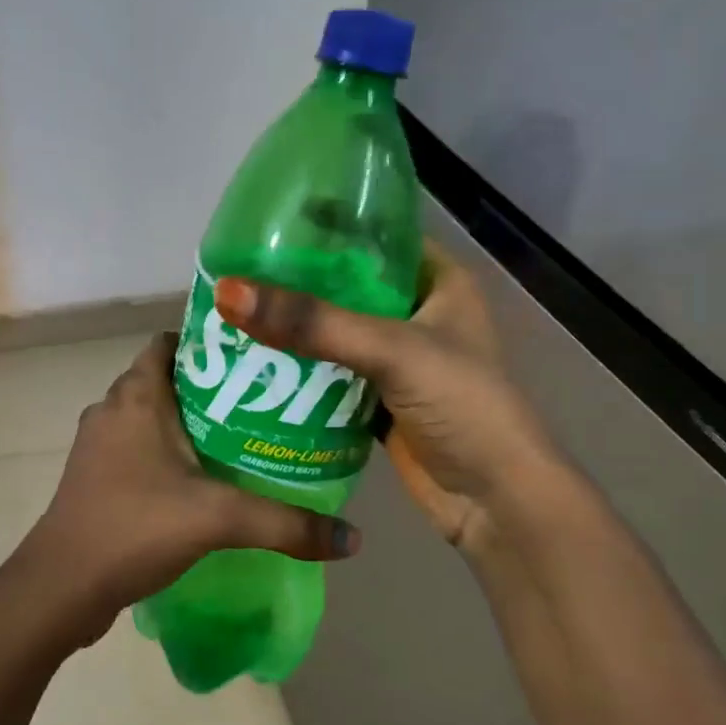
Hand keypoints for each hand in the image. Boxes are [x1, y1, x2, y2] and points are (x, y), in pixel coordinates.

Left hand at [15, 333, 358, 642]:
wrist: (61, 586)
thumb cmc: (134, 526)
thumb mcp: (217, 518)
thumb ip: (285, 523)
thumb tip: (352, 537)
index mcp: (135, 395)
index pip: (169, 342)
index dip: (208, 342)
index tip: (252, 356)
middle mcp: (112, 409)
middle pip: (166, 379)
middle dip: (210, 386)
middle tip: (261, 400)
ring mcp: (99, 445)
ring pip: (151, 416)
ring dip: (188, 422)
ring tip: (241, 437)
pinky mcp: (96, 477)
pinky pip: (139, 447)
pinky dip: (168, 452)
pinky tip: (203, 480)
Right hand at [215, 240, 546, 554]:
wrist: (496, 503)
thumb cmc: (463, 407)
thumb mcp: (392, 351)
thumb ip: (313, 322)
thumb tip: (229, 291)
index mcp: (438, 281)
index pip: (375, 235)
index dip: (325, 225)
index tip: (266, 221)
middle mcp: (416, 313)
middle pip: (346, 285)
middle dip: (296, 281)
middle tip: (237, 270)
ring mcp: (397, 360)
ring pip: (334, 332)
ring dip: (293, 328)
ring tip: (234, 310)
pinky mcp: (379, 399)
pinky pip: (330, 374)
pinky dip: (299, 370)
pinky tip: (254, 361)